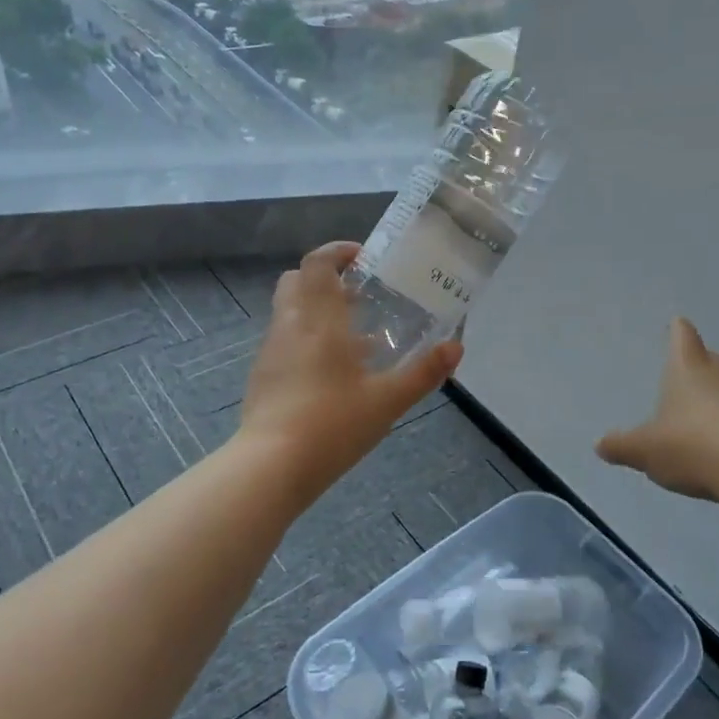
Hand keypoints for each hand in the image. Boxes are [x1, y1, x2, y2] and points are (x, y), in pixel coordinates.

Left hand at [239, 241, 463, 495]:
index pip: (317, 264)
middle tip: (359, 295)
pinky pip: (285, 340)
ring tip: (355, 339)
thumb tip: (456, 348)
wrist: (271, 466)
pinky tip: (332, 373)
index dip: (337, 252)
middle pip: (297, 281)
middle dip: (325, 279)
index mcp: (318, 320)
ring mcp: (270, 351)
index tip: (363, 257)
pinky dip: (306, 339)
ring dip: (317, 311)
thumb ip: (424, 373)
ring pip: (290, 312)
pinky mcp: (261, 376)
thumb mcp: (387, 401)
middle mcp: (289, 325)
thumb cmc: (332, 425)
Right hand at [596, 318, 718, 501]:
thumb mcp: (644, 450)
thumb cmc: (691, 446)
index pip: (684, 339)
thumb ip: (621, 446)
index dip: (678, 331)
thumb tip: (600, 444)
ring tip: (706, 404)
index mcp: (688, 372)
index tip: (678, 323)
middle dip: (700, 361)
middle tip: (690, 364)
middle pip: (711, 360)